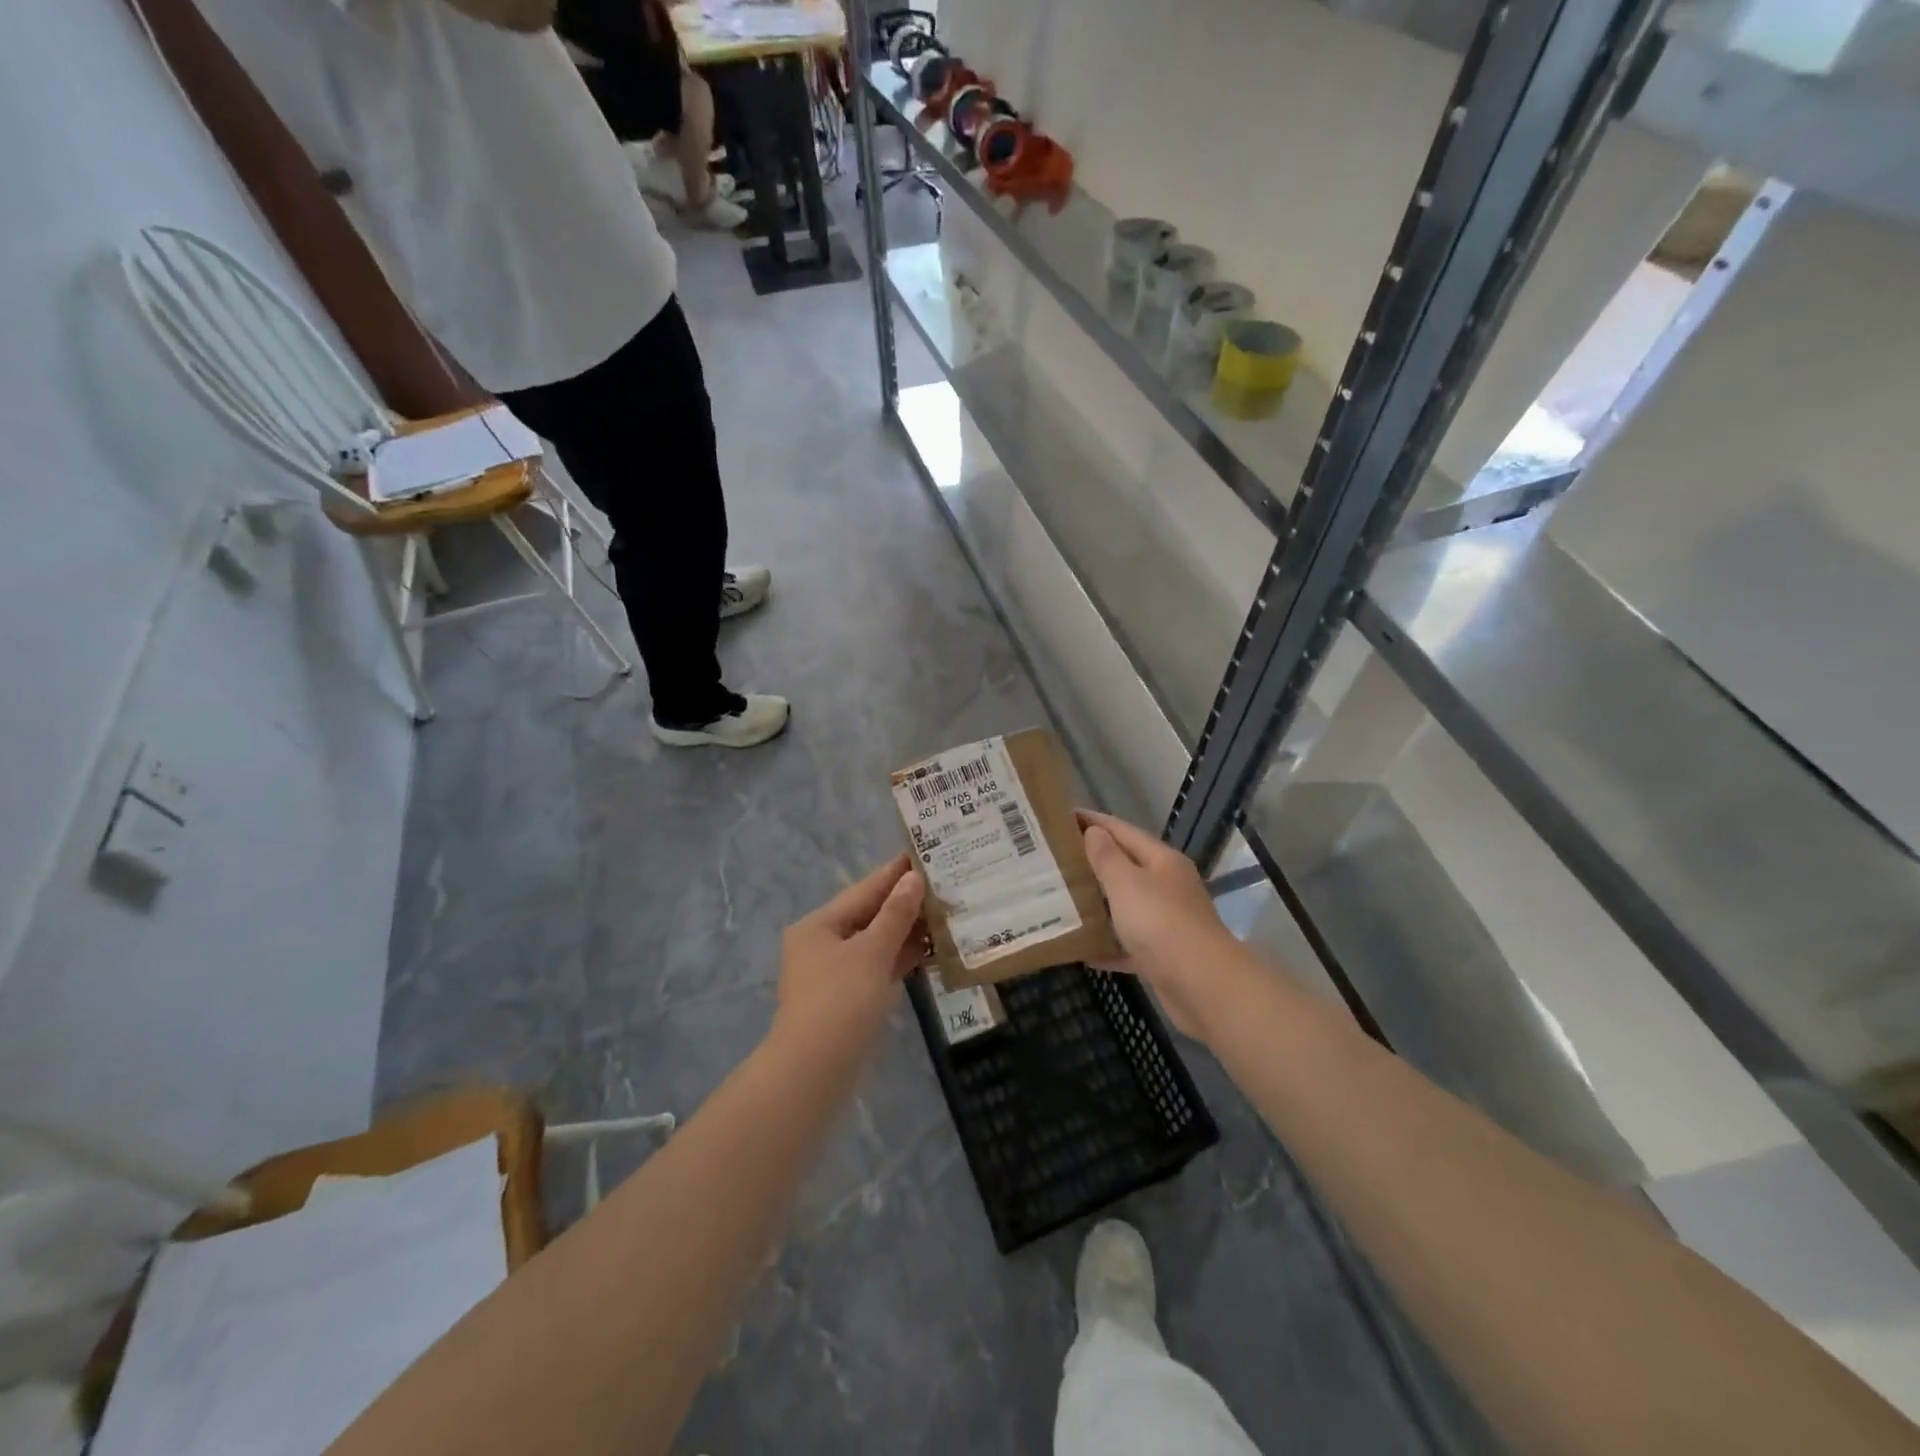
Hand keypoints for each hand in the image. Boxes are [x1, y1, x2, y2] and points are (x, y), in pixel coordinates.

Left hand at [775, 855, 926, 1052]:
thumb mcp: (872, 952)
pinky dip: (901, 957)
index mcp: (819, 925)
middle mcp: (822, 944)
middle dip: (905, 902)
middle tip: (944, 883)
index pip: (864, 890)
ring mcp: (835, 973)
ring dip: (906, 930)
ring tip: (945, 911)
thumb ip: (895, 914)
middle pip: (869, 915)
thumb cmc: (841, 1001)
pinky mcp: (849, 998)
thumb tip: (913, 878)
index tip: (924, 854)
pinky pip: (878, 966)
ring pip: (876, 942)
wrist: (814, 1072)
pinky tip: (930, 949)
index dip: (895, 873)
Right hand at [1078, 810, 1236, 1037]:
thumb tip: (1094, 831)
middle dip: (1091, 861)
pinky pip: (1128, 943)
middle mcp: (1167, 886)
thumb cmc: (1161, 923)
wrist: (1203, 986)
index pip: (1122, 830)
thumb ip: (1107, 857)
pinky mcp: (1162, 955)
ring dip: (1097, 903)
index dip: (1092, 821)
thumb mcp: (1127, 883)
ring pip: (1126, 905)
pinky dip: (1107, 945)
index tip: (1061, 816)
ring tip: (1060, 898)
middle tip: (1052, 858)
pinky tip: (1082, 949)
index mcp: (1161, 861)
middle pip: (1125, 866)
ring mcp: (1167, 921)